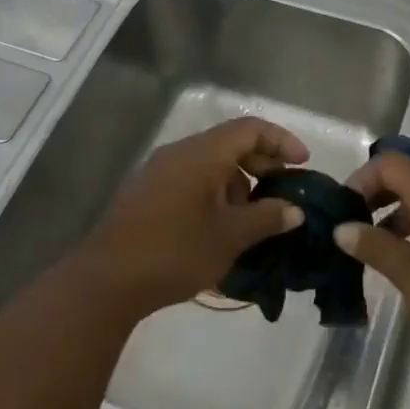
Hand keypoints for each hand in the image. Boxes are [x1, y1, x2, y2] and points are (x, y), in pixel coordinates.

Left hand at [74, 117, 308, 315]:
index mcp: (202, 154)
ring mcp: (158, 172)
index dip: (281, 141)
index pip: (250, 128)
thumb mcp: (230, 237)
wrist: (107, 280)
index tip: (302, 165)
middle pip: (229, 143)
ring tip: (252, 219)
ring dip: (237, 183)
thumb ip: (267, 218)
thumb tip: (294, 210)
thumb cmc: (175, 252)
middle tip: (282, 193)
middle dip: (261, 164)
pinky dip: (214, 193)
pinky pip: (190, 180)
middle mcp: (179, 153)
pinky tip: (220, 227)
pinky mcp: (146, 194)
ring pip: (209, 163)